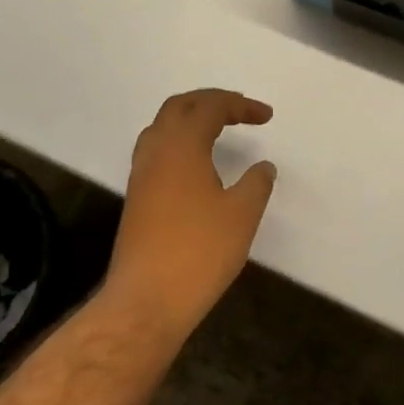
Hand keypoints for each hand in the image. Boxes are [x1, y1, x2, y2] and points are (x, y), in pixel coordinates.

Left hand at [104, 89, 276, 342]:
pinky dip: (179, 142)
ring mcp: (141, 174)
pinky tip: (196, 164)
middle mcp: (156, 150)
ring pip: (163, 127)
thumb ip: (256, 184)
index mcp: (182, 145)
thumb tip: (263, 167)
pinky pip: (156, 150)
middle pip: (179, 106)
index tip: (266, 116)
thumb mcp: (241, 216)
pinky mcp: (136, 197)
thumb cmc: (198, 253)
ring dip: (191, 119)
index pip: (210, 107)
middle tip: (240, 111)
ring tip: (218, 129)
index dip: (240, 105)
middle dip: (211, 102)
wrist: (145, 303)